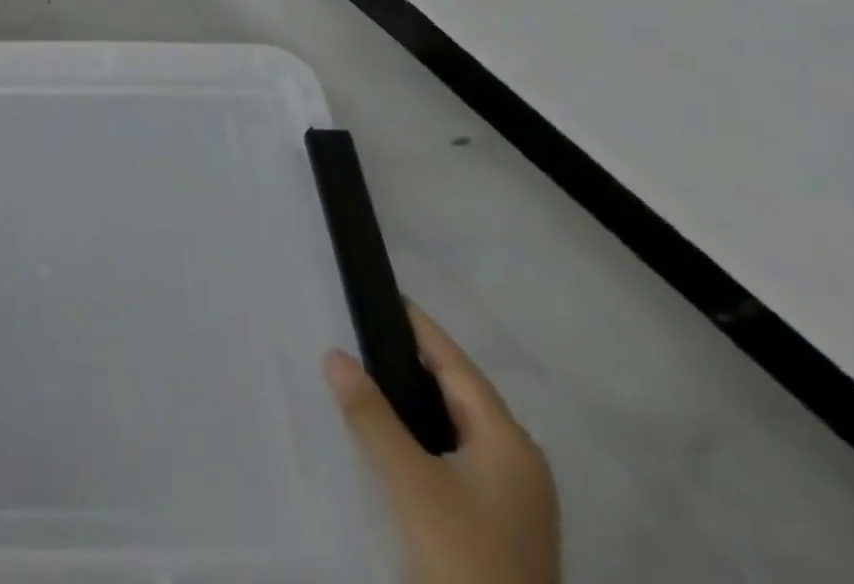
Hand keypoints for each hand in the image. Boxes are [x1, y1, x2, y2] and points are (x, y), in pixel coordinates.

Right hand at [324, 304, 559, 583]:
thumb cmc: (463, 558)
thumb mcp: (410, 483)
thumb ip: (370, 415)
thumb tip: (334, 353)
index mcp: (509, 443)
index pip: (458, 366)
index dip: (422, 329)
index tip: (387, 295)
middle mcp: (519, 464)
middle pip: (462, 394)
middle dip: (416, 361)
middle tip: (367, 330)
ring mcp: (513, 500)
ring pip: (458, 427)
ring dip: (418, 400)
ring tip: (371, 373)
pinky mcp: (499, 526)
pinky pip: (456, 457)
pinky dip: (424, 434)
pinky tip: (393, 436)